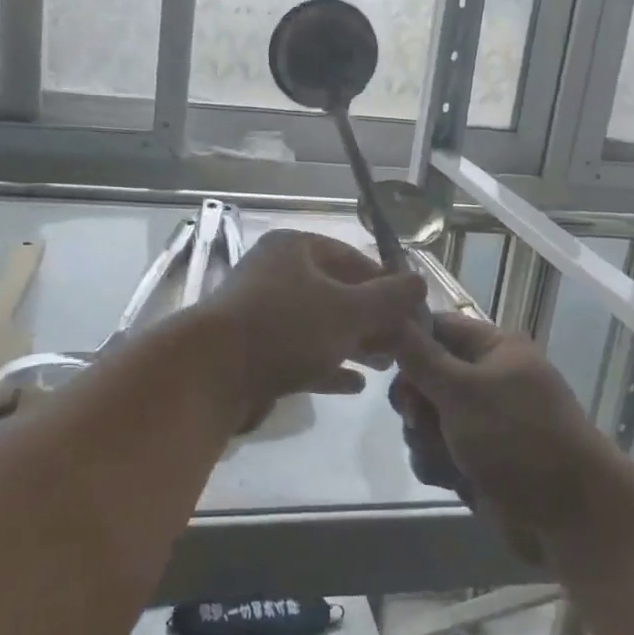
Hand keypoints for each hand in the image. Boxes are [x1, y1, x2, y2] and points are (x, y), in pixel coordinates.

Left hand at [197, 230, 424, 432]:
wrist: (213, 373)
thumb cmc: (288, 327)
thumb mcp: (349, 309)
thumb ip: (389, 297)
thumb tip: (420, 282)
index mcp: (294, 249)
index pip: (351, 257)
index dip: (385, 283)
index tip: (411, 311)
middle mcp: (276, 274)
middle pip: (335, 292)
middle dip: (372, 319)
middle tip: (402, 344)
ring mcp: (261, 313)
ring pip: (319, 325)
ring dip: (354, 344)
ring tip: (385, 366)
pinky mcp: (254, 350)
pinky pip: (300, 353)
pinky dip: (327, 365)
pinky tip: (354, 385)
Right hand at [391, 314, 604, 539]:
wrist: (570, 516)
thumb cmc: (517, 438)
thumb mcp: (461, 390)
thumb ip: (419, 356)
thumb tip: (389, 317)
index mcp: (494, 349)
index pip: (437, 327)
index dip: (406, 340)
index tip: (379, 359)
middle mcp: (487, 379)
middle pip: (424, 375)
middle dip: (415, 400)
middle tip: (417, 417)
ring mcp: (483, 421)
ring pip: (426, 417)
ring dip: (423, 437)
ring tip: (443, 456)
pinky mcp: (478, 458)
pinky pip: (438, 450)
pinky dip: (437, 463)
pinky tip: (450, 479)